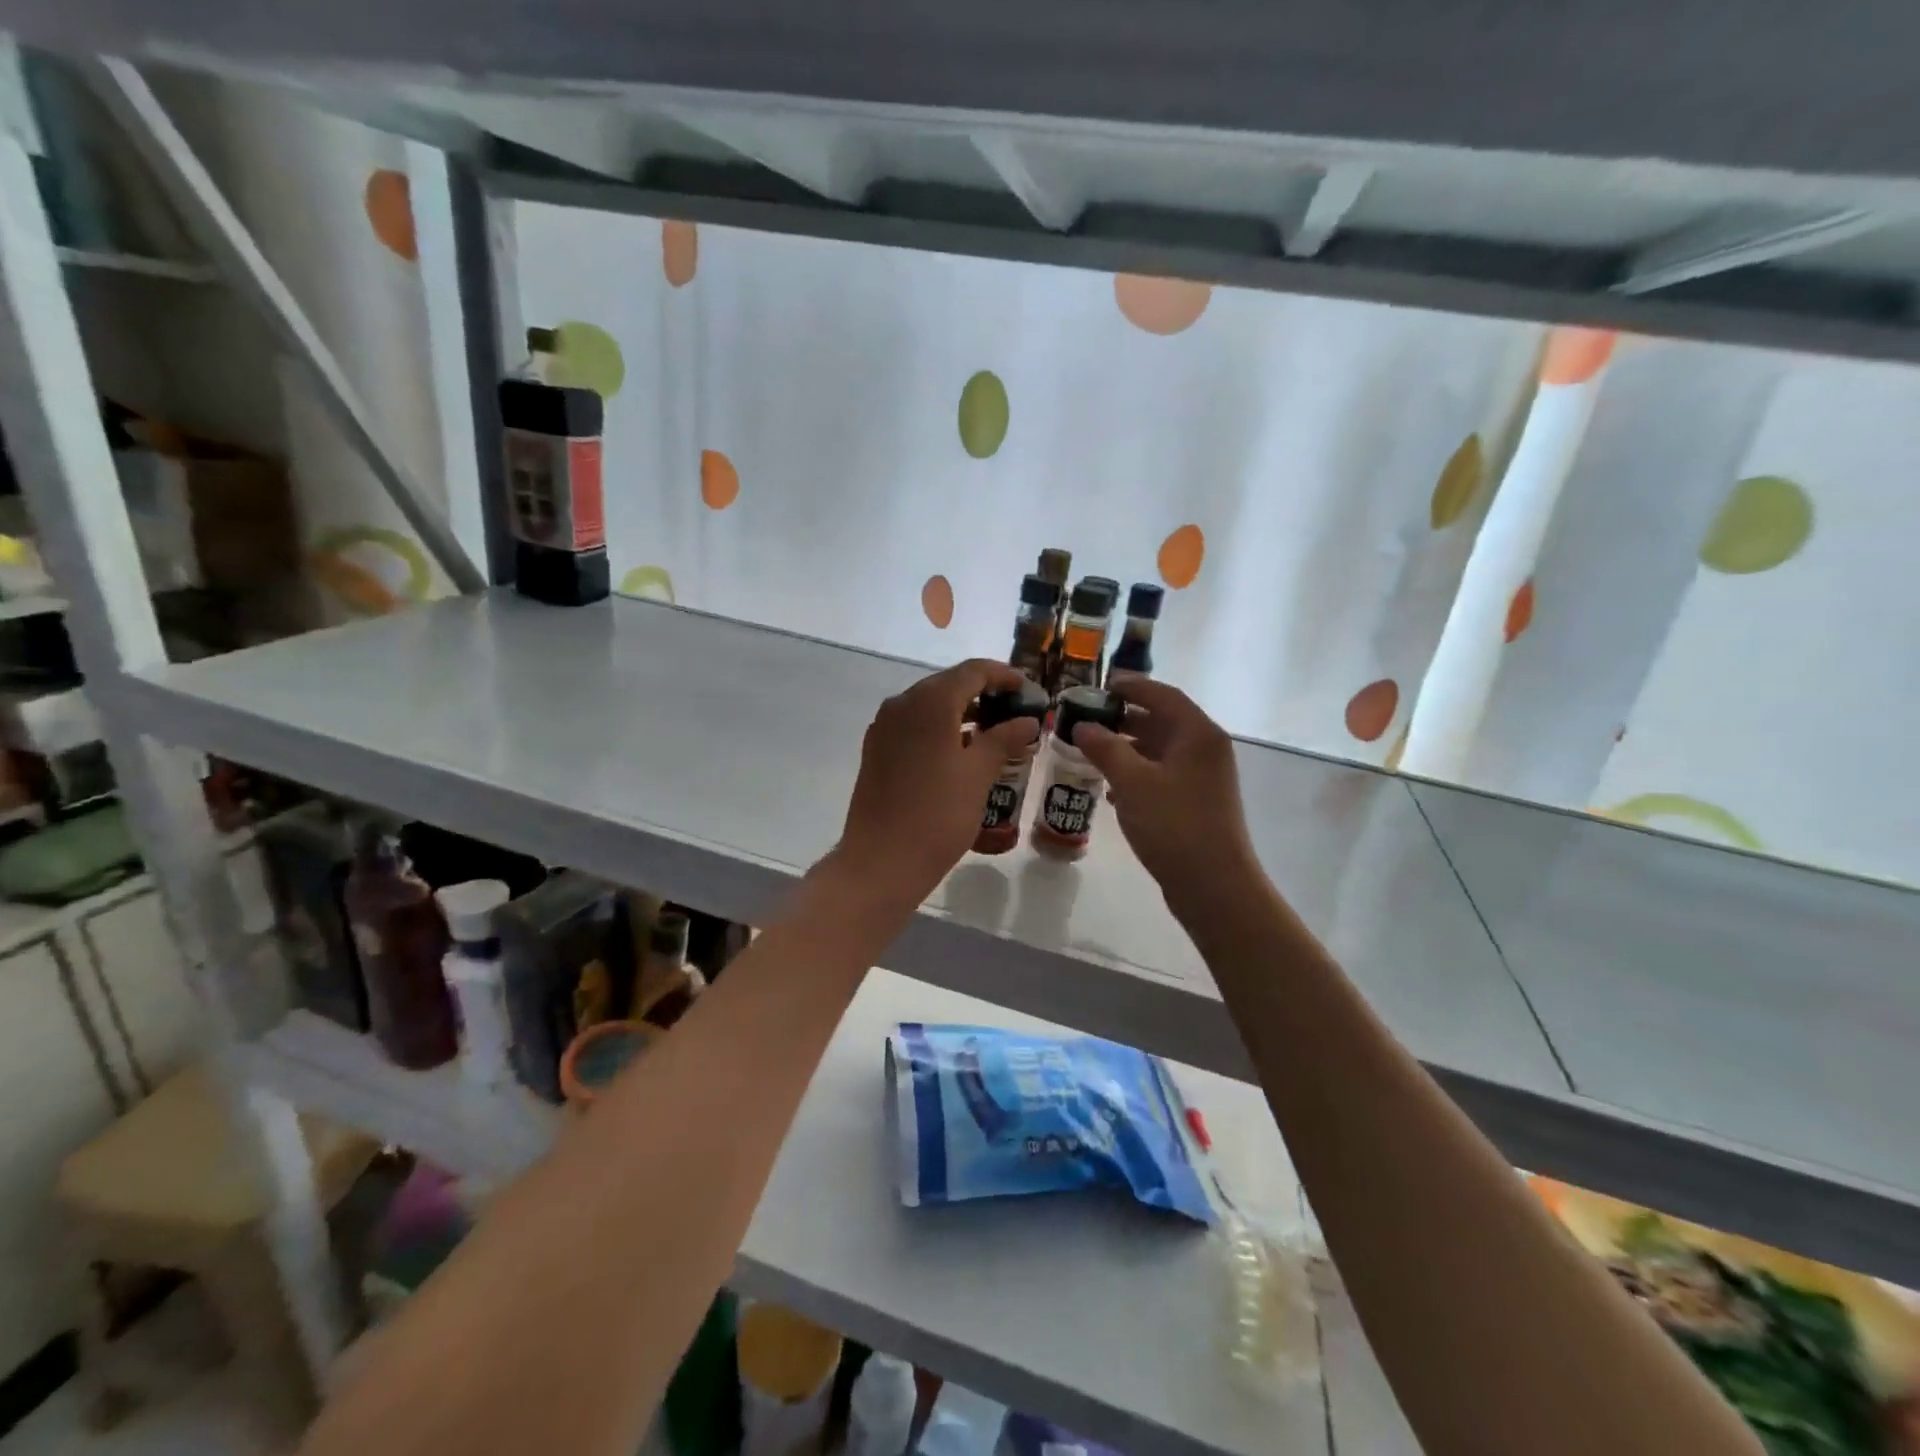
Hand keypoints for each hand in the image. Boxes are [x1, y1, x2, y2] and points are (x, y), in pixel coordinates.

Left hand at [834, 659, 1038, 903]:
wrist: (880, 861)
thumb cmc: (937, 815)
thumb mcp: (978, 775)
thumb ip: (1004, 739)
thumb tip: (1027, 720)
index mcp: (929, 702)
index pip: (972, 671)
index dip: (1003, 675)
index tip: (1027, 689)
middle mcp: (902, 704)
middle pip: (948, 684)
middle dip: (983, 693)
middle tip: (1015, 711)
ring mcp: (884, 727)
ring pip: (929, 705)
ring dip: (961, 712)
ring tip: (994, 733)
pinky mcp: (876, 750)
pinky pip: (913, 726)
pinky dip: (939, 729)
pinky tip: (959, 751)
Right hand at [1071, 679, 1262, 913]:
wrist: (1214, 886)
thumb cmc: (1174, 825)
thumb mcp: (1133, 783)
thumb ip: (1106, 749)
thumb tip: (1083, 725)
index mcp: (1198, 734)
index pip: (1163, 695)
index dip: (1131, 686)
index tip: (1100, 684)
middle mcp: (1206, 749)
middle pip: (1162, 721)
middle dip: (1124, 718)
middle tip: (1087, 718)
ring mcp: (1203, 778)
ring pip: (1160, 750)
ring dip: (1127, 747)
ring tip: (1091, 751)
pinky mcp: (1196, 802)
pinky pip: (1162, 775)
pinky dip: (1136, 774)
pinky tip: (1110, 788)